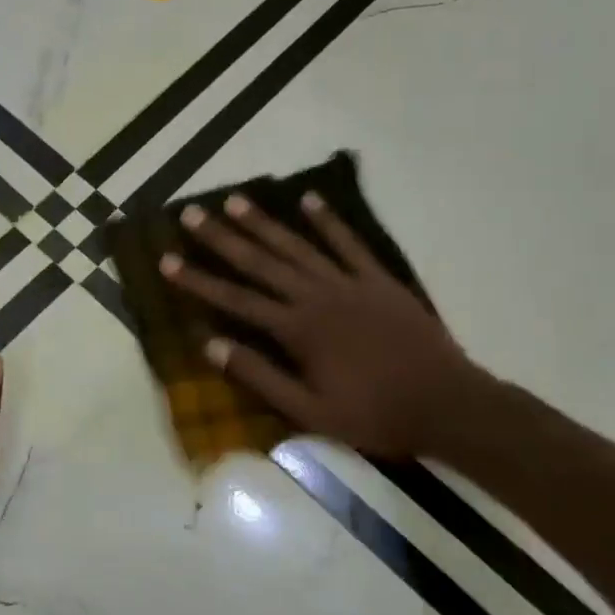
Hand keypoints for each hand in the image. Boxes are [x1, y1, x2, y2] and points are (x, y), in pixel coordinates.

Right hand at [162, 192, 483, 461]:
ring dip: (264, 222)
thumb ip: (260, 376)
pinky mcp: (379, 280)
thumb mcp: (310, 411)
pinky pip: (349, 243)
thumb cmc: (375, 415)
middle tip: (191, 214)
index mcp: (298, 330)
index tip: (167, 261)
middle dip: (222, 238)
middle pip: (261, 262)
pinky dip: (328, 221)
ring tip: (235, 200)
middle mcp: (317, 296)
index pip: (235, 300)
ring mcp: (350, 283)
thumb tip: (211, 346)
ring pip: (298, 246)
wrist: (448, 404)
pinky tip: (310, 200)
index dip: (198, 281)